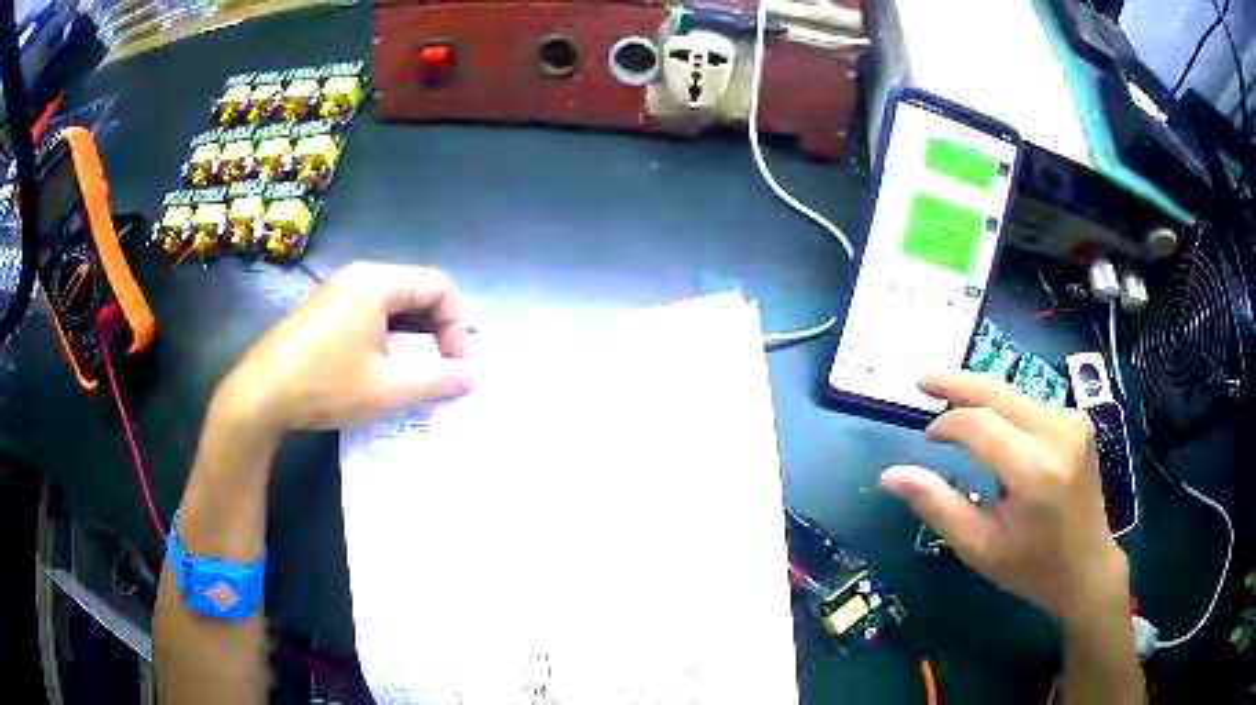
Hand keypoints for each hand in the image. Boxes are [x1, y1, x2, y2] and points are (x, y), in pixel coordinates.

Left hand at [215, 261, 471, 433]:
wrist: (259, 396)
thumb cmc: (324, 384)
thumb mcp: (386, 388)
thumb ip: (436, 380)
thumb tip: (473, 378)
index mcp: (377, 282)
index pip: (440, 287)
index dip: (456, 327)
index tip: (455, 369)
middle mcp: (359, 277)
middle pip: (417, 293)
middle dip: (437, 333)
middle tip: (441, 375)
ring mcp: (338, 293)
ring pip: (394, 307)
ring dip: (413, 340)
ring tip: (414, 378)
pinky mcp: (325, 312)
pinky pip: (370, 316)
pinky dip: (388, 341)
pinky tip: (382, 372)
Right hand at [881, 372, 1128, 627]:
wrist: (1087, 566)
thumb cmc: (1030, 566)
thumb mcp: (978, 547)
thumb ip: (937, 506)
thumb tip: (891, 475)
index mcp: (1035, 471)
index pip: (979, 425)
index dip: (946, 423)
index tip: (925, 436)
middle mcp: (1058, 433)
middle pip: (998, 392)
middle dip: (957, 383)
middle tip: (922, 380)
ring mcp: (1073, 421)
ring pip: (1014, 395)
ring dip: (981, 397)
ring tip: (952, 407)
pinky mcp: (1078, 420)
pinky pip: (1031, 404)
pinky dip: (1005, 410)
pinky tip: (994, 427)